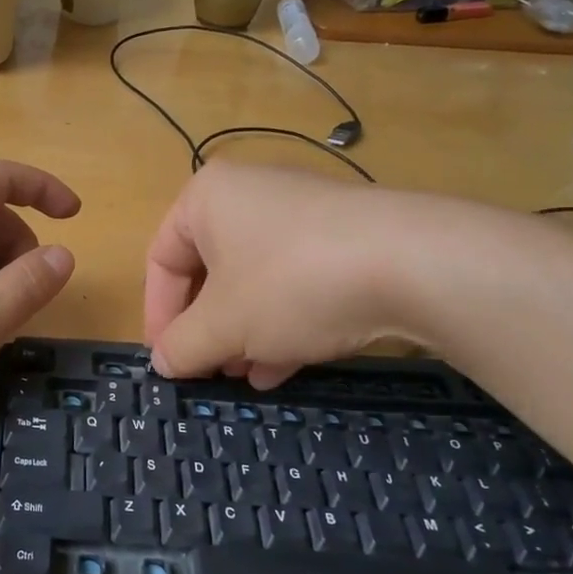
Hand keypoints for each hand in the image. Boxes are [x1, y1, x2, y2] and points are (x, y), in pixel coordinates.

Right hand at [143, 162, 444, 387]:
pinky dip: (282, 323)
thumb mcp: (224, 325)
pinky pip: (295, 283)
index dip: (159, 316)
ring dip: (243, 334)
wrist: (413, 264)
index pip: (162, 259)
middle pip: (209, 272)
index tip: (167, 360)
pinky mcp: (343, 240)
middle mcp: (251, 196)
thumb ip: (182, 346)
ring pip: (254, 282)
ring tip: (245, 376)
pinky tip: (284, 368)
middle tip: (208, 371)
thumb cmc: (291, 284)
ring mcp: (302, 216)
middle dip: (207, 329)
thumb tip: (163, 363)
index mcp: (207, 199)